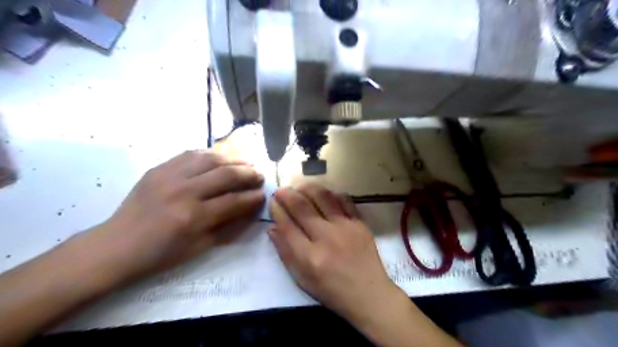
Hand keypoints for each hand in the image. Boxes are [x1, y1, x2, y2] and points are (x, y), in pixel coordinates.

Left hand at [83, 151, 264, 284]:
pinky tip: (220, 158)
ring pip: (210, 158)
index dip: (253, 197)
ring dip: (233, 159)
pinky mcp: (159, 168)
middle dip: (248, 174)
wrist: (117, 245)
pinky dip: (210, 154)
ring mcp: (169, 176)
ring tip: (245, 163)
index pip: (234, 201)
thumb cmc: (161, 253)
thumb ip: (229, 226)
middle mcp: (184, 191)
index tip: (264, 194)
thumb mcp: (200, 247)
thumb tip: (251, 209)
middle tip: (259, 176)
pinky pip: (190, 154)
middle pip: (226, 174)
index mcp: (194, 217)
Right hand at [269, 184, 400, 322]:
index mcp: (310, 257)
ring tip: (300, 186)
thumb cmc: (332, 291)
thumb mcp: (302, 279)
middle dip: (288, 195)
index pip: (287, 225)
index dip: (277, 210)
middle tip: (281, 190)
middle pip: (302, 207)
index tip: (273, 202)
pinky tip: (324, 193)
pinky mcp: (360, 223)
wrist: (369, 294)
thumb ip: (286, 253)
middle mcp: (326, 237)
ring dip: (308, 188)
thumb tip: (272, 228)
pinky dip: (331, 193)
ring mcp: (345, 227)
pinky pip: (344, 200)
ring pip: (323, 198)